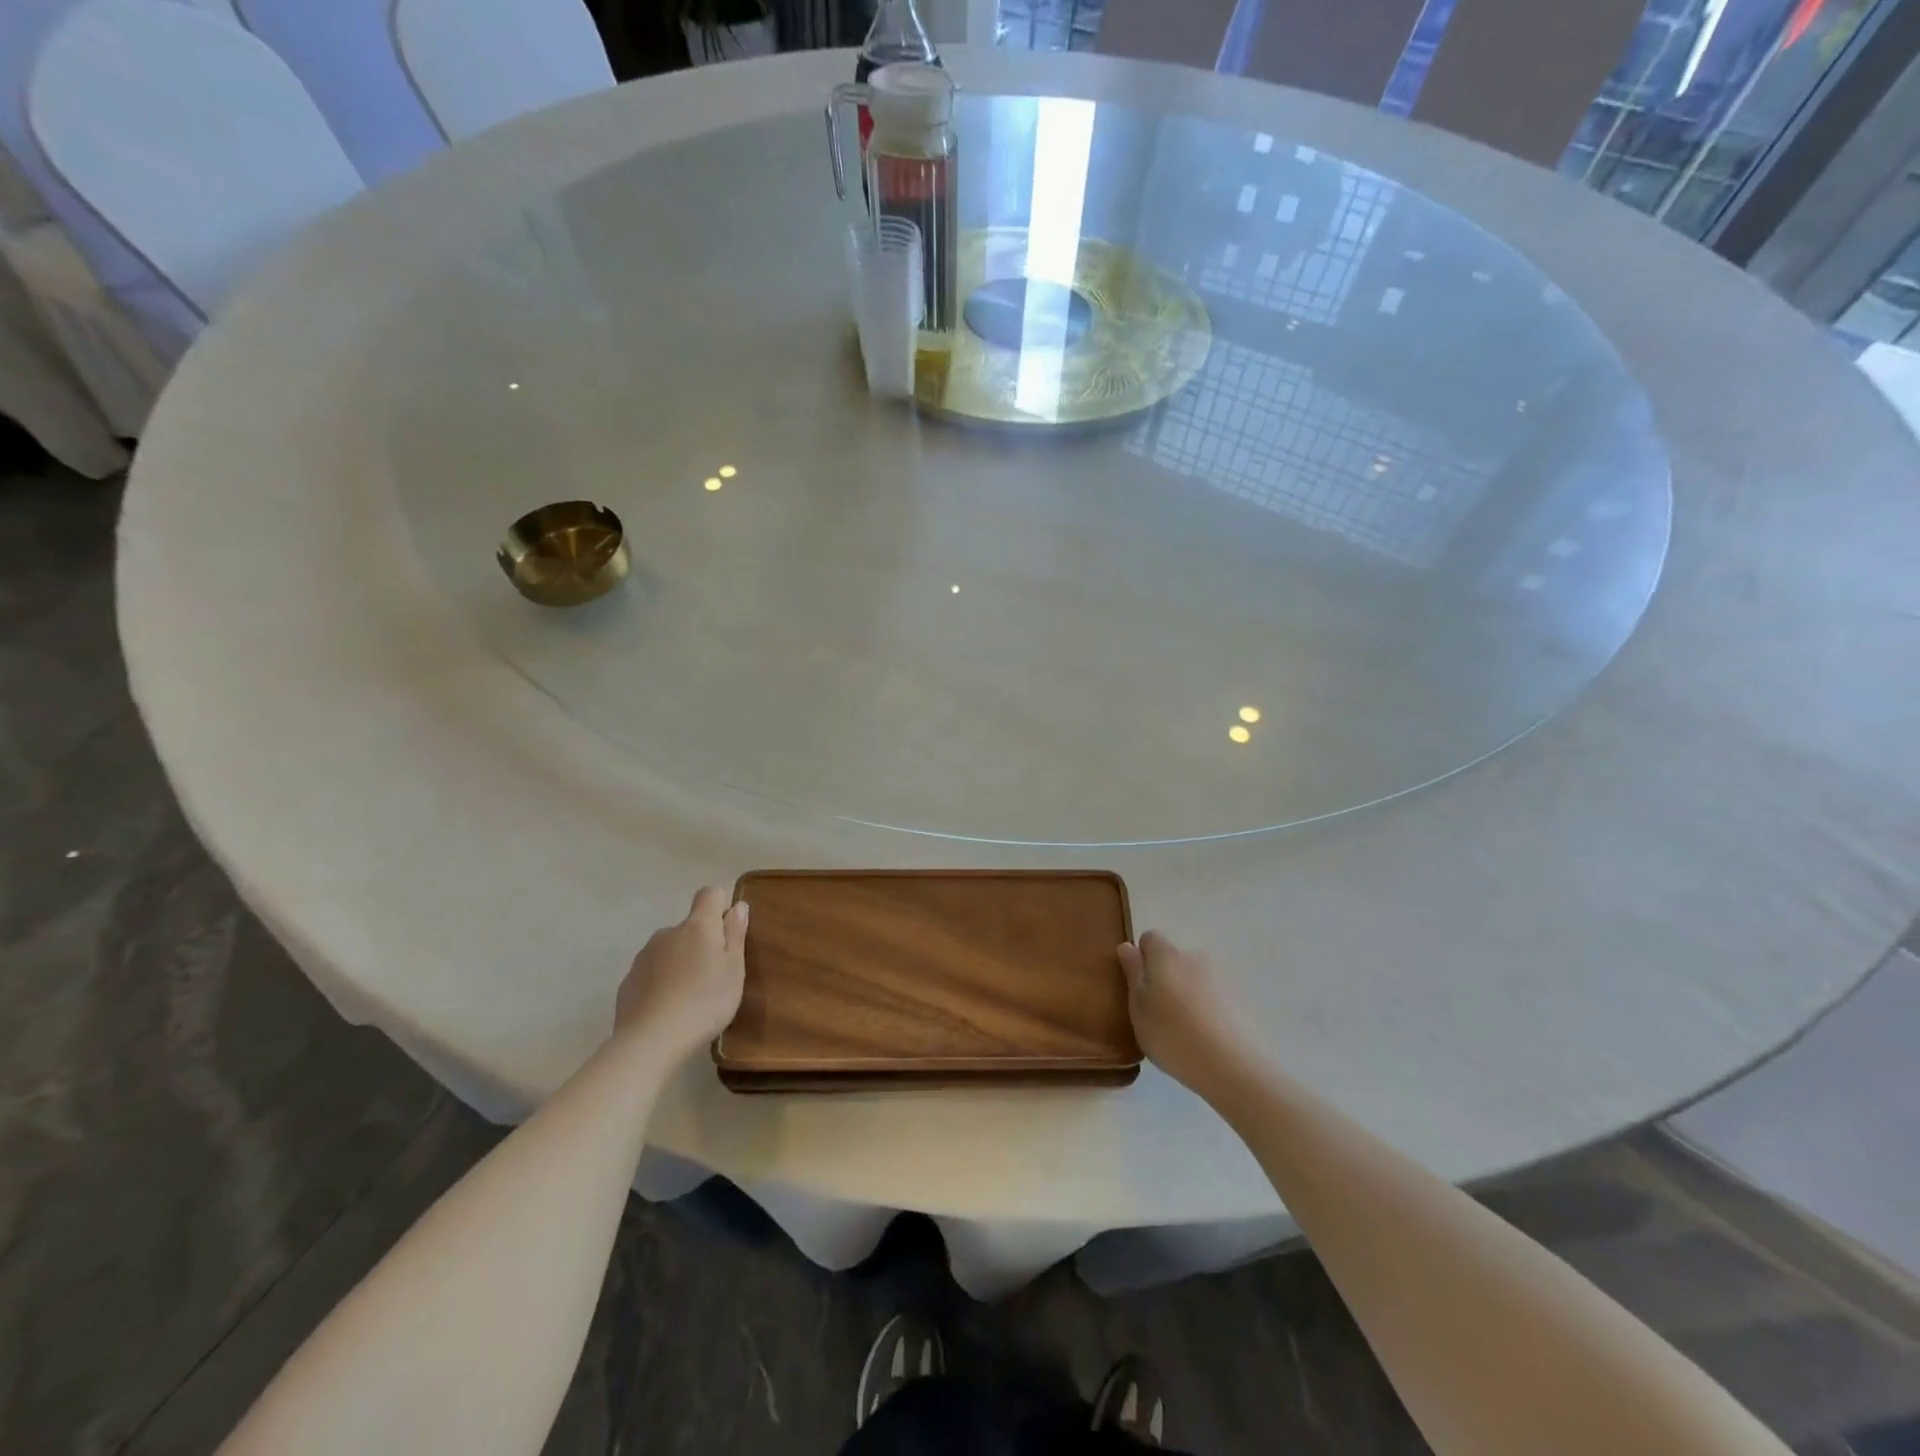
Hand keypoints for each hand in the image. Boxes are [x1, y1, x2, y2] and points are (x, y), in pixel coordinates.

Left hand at [615, 887, 747, 1059]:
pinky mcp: (628, 980)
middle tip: (713, 975)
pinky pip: (651, 972)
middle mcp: (668, 932)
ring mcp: (644, 956)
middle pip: (689, 926)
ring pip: (669, 949)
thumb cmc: (705, 1001)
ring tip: (689, 996)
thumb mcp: (734, 969)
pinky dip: (661, 982)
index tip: (728, 931)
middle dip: (701, 941)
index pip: (710, 894)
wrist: (651, 1040)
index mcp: (698, 926)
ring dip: (680, 962)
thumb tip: (737, 906)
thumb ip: (735, 934)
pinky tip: (667, 1009)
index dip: (720, 906)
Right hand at [1118, 931, 1252, 1096]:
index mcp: (1166, 956)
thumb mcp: (1139, 1010)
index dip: (1142, 958)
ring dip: (1190, 993)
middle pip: (1175, 959)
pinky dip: (1212, 1008)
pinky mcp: (1244, 998)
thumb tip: (1128, 946)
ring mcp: (1223, 976)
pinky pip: (1218, 995)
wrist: (1234, 1066)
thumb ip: (1133, 974)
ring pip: (1198, 978)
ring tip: (1189, 1029)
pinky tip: (1211, 1037)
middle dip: (1167, 978)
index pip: (1149, 938)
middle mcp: (1195, 956)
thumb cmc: (1173, 1036)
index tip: (1140, 986)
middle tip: (1162, 1012)